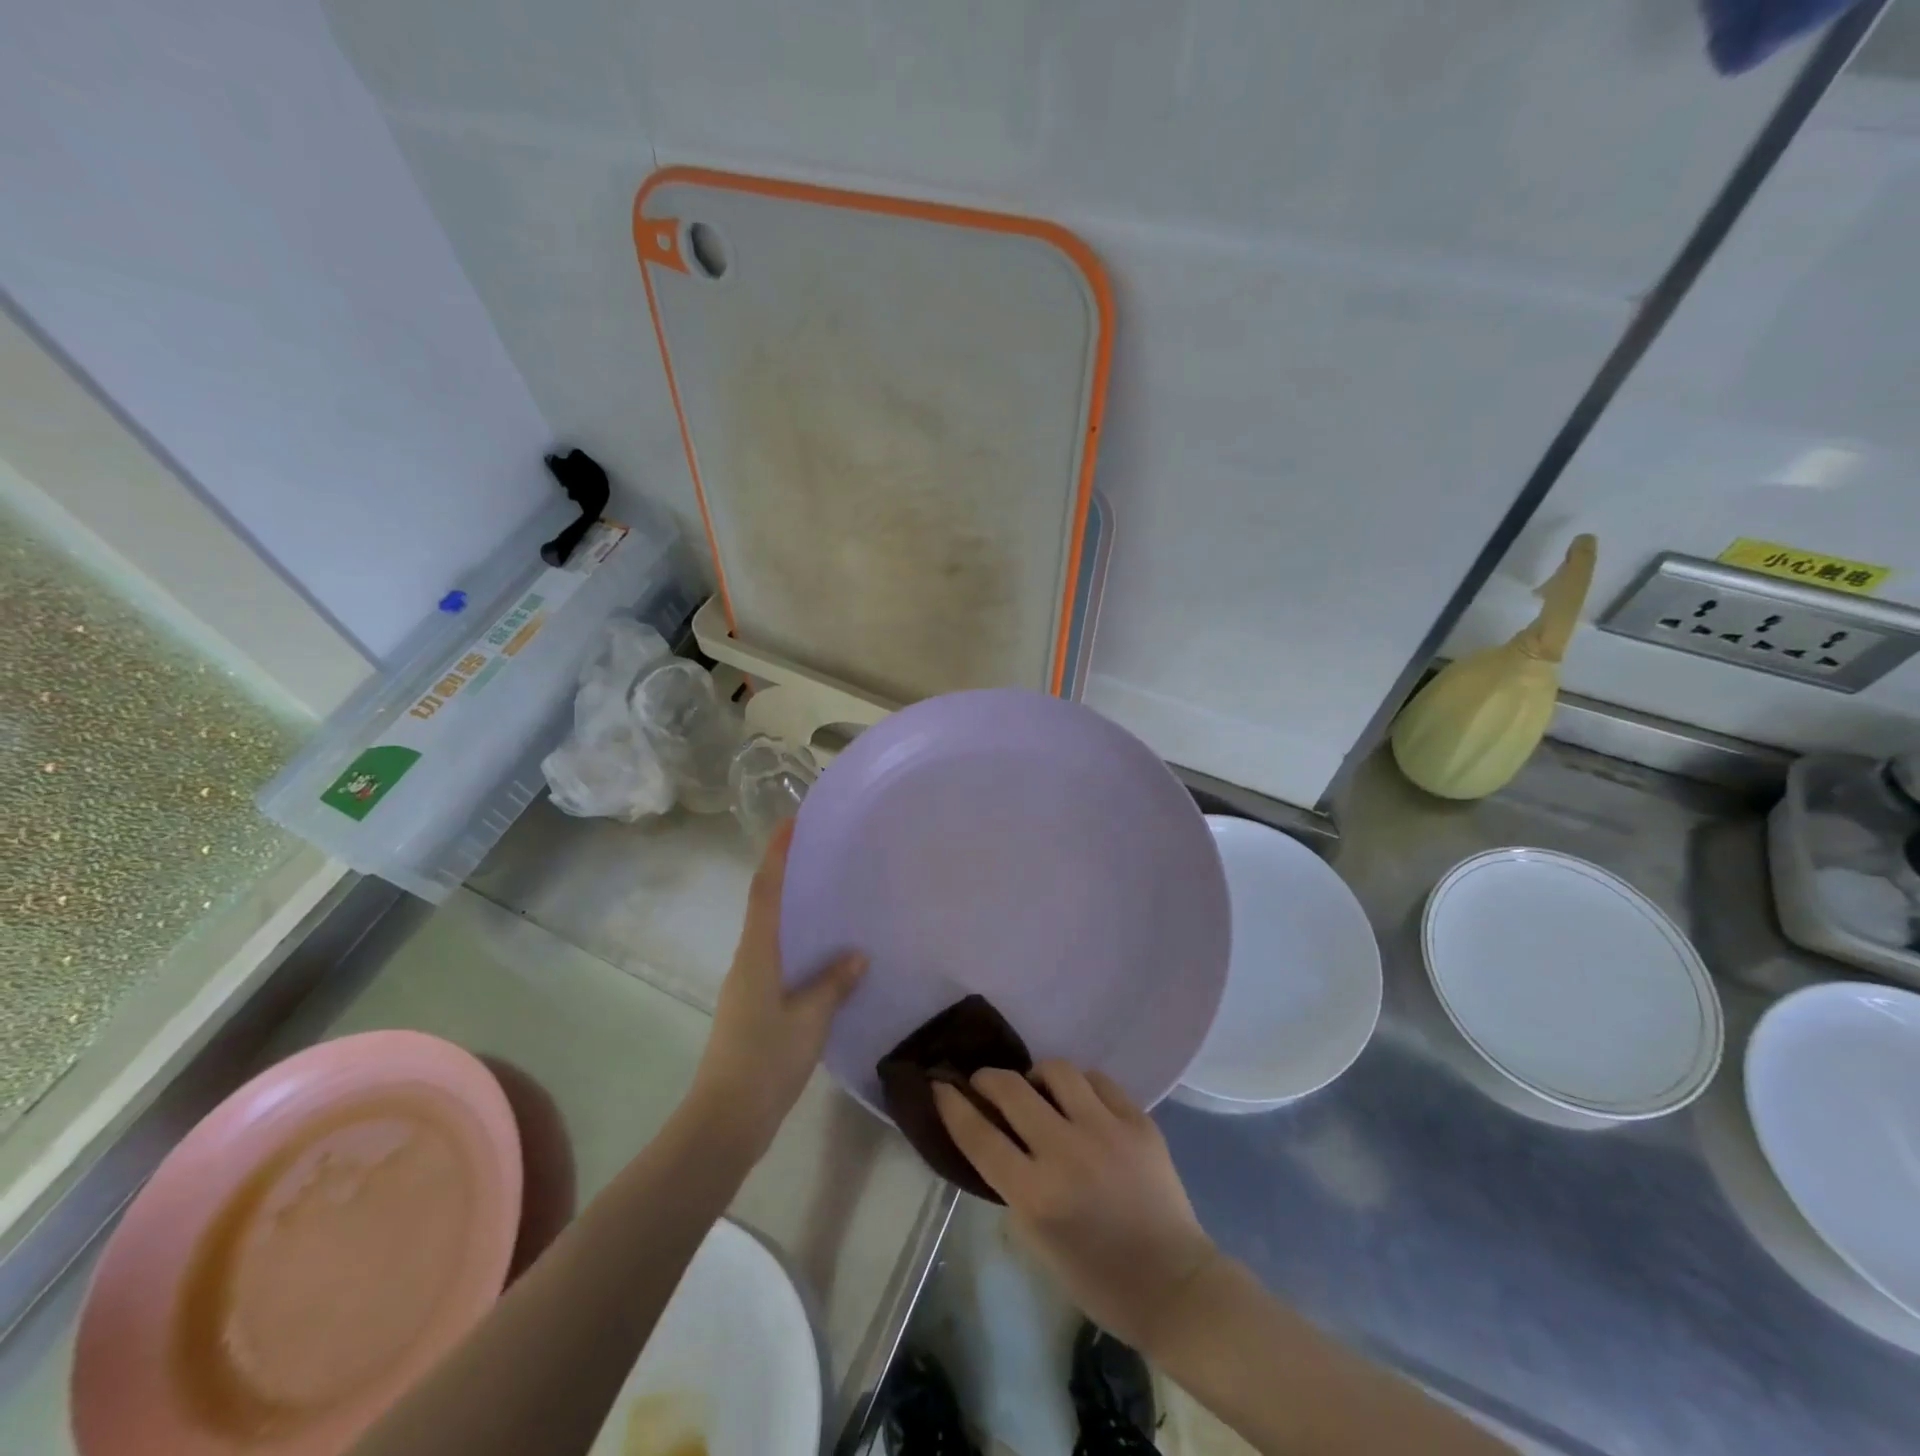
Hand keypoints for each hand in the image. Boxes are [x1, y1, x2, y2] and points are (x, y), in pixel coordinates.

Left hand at [690, 822, 865, 1150]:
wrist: (725, 1120)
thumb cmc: (765, 1060)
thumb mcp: (809, 1019)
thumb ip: (833, 984)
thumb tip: (857, 955)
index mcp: (757, 954)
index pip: (766, 892)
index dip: (777, 854)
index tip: (791, 822)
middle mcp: (747, 961)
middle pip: (765, 906)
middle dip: (786, 875)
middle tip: (820, 853)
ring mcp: (746, 986)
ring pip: (771, 935)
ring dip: (793, 911)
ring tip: (828, 898)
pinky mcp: (752, 1008)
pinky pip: (777, 961)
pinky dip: (798, 946)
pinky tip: (822, 956)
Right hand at [933, 1061, 1219, 1355]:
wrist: (1173, 1284)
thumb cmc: (1097, 1277)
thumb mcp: (1036, 1241)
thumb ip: (1011, 1184)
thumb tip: (993, 1136)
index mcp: (1035, 1195)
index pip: (978, 1135)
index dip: (952, 1104)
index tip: (939, 1085)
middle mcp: (1066, 1152)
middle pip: (1011, 1090)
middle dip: (987, 1078)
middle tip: (985, 1083)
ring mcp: (1106, 1130)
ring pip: (1056, 1069)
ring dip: (1036, 1077)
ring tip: (1039, 1091)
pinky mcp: (1138, 1120)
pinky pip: (1097, 1080)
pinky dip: (1080, 1086)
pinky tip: (1080, 1102)